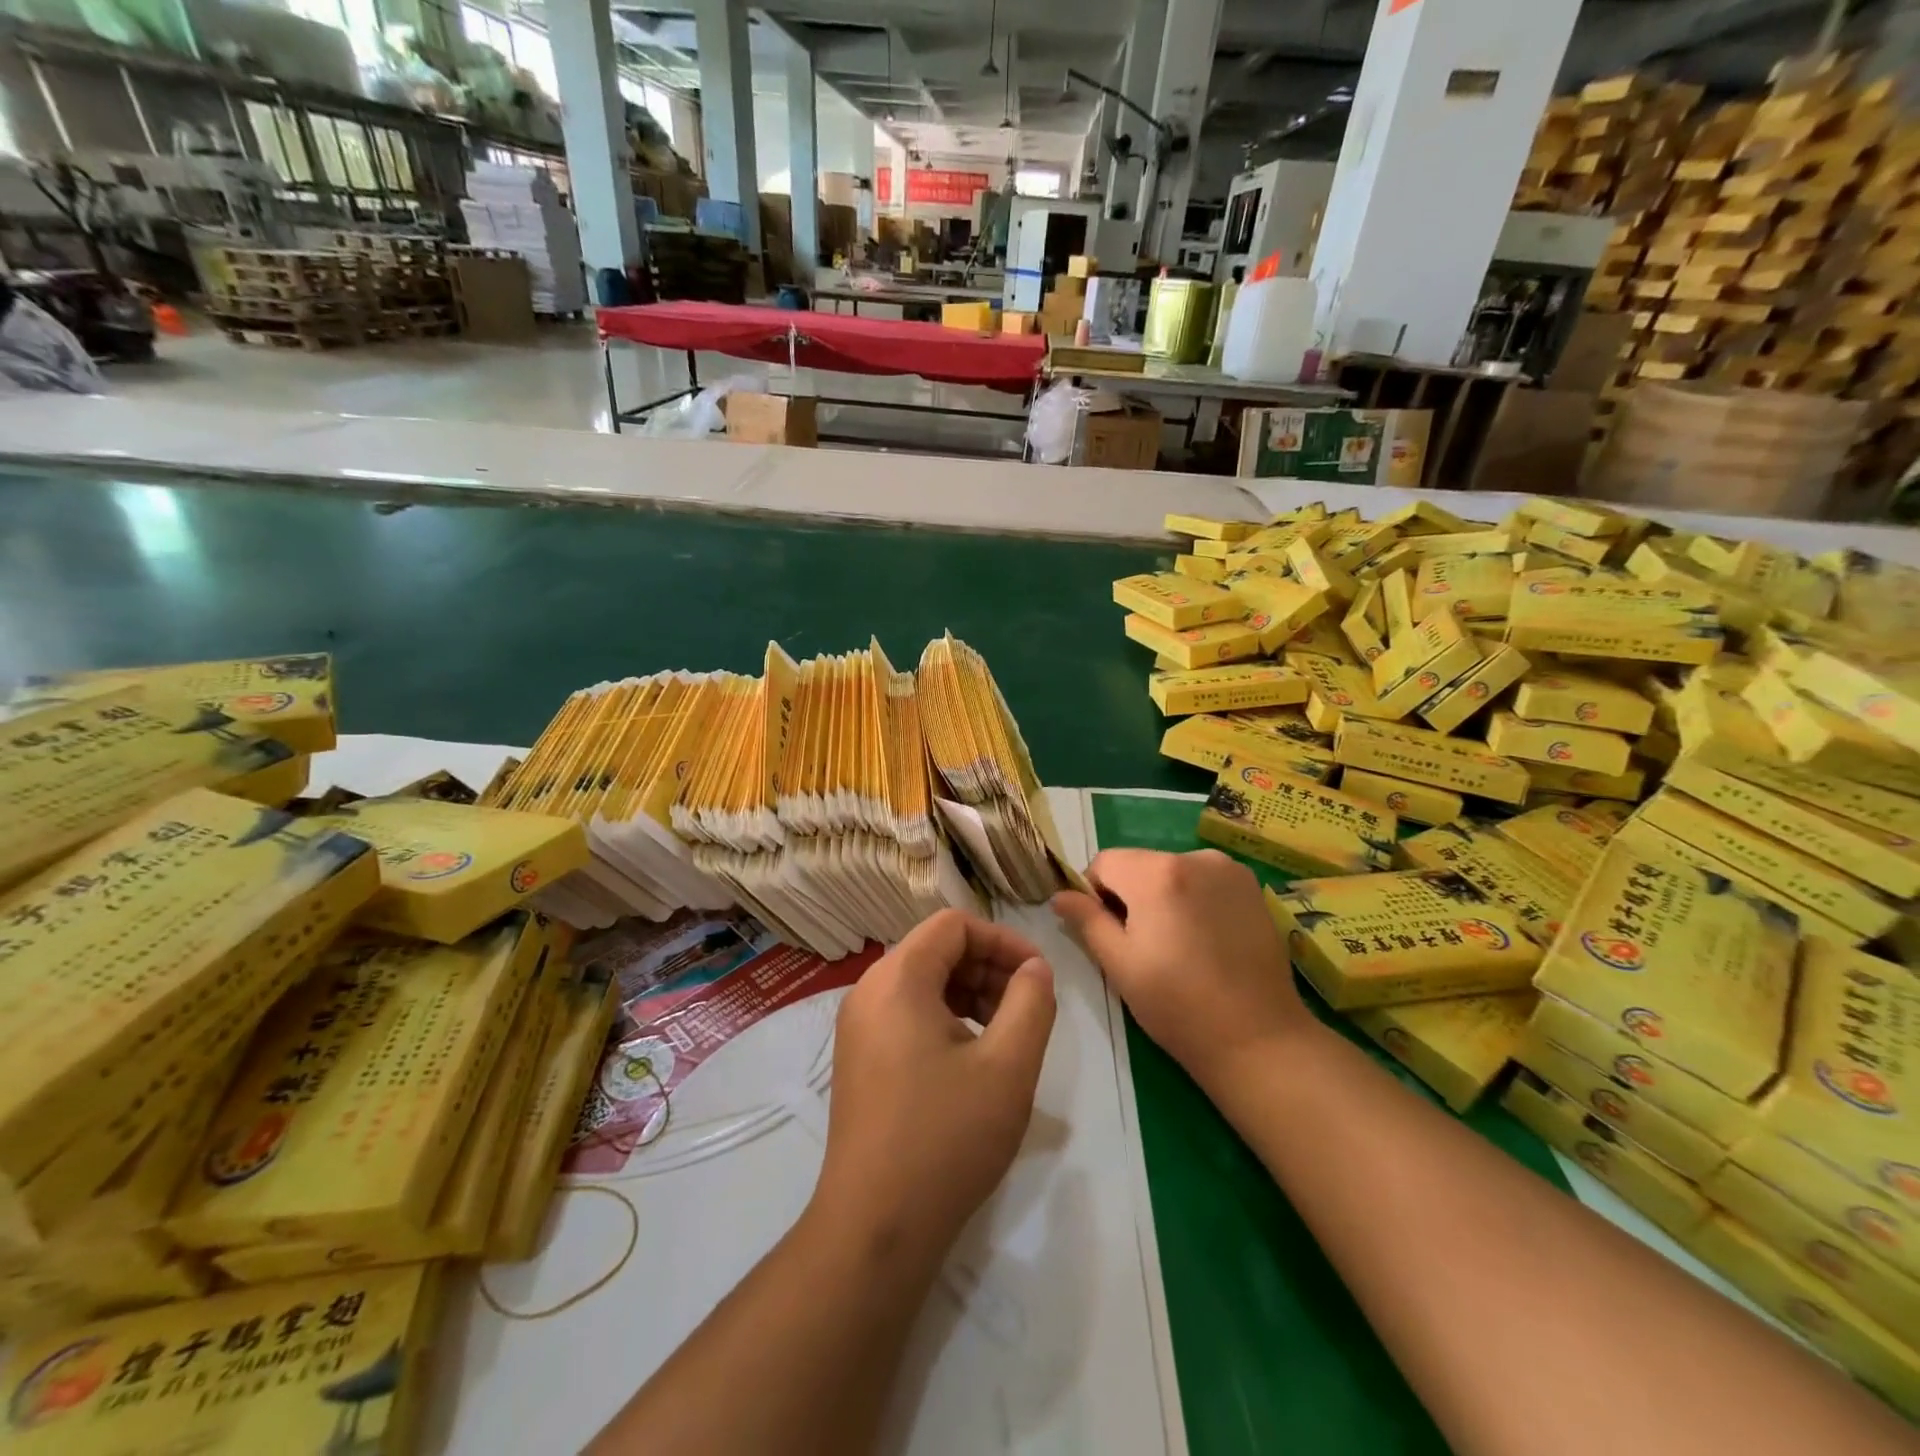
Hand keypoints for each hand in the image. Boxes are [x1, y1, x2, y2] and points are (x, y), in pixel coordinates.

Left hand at [815, 909, 1056, 1265]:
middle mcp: (869, 991)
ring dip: (970, 994)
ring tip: (1006, 1035)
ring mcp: (858, 1027)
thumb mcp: (1008, 1066)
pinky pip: (906, 1014)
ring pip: (923, 983)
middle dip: (988, 968)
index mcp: (898, 979)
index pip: (953, 925)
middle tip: (1027, 1009)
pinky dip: (945, 1019)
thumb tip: (1035, 968)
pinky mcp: (859, 1059)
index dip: (1002, 940)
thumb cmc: (946, 1137)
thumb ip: (1031, 1002)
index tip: (1038, 976)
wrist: (875, 1228)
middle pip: (936, 950)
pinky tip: (972, 1060)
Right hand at [1052, 848, 1309, 1092]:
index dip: (1094, 893)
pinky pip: (1204, 879)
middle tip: (1140, 945)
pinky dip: (1193, 898)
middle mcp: (1193, 857)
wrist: (1258, 1038)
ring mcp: (1228, 870)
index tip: (1106, 931)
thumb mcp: (1119, 964)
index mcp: (1156, 873)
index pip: (1104, 862)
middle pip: (1140, 864)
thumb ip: (1086, 920)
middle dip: (1130, 894)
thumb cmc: (1177, 1005)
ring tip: (1176, 945)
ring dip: (1162, 895)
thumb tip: (1059, 895)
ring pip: (1172, 871)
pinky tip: (1204, 940)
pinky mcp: (1252, 887)